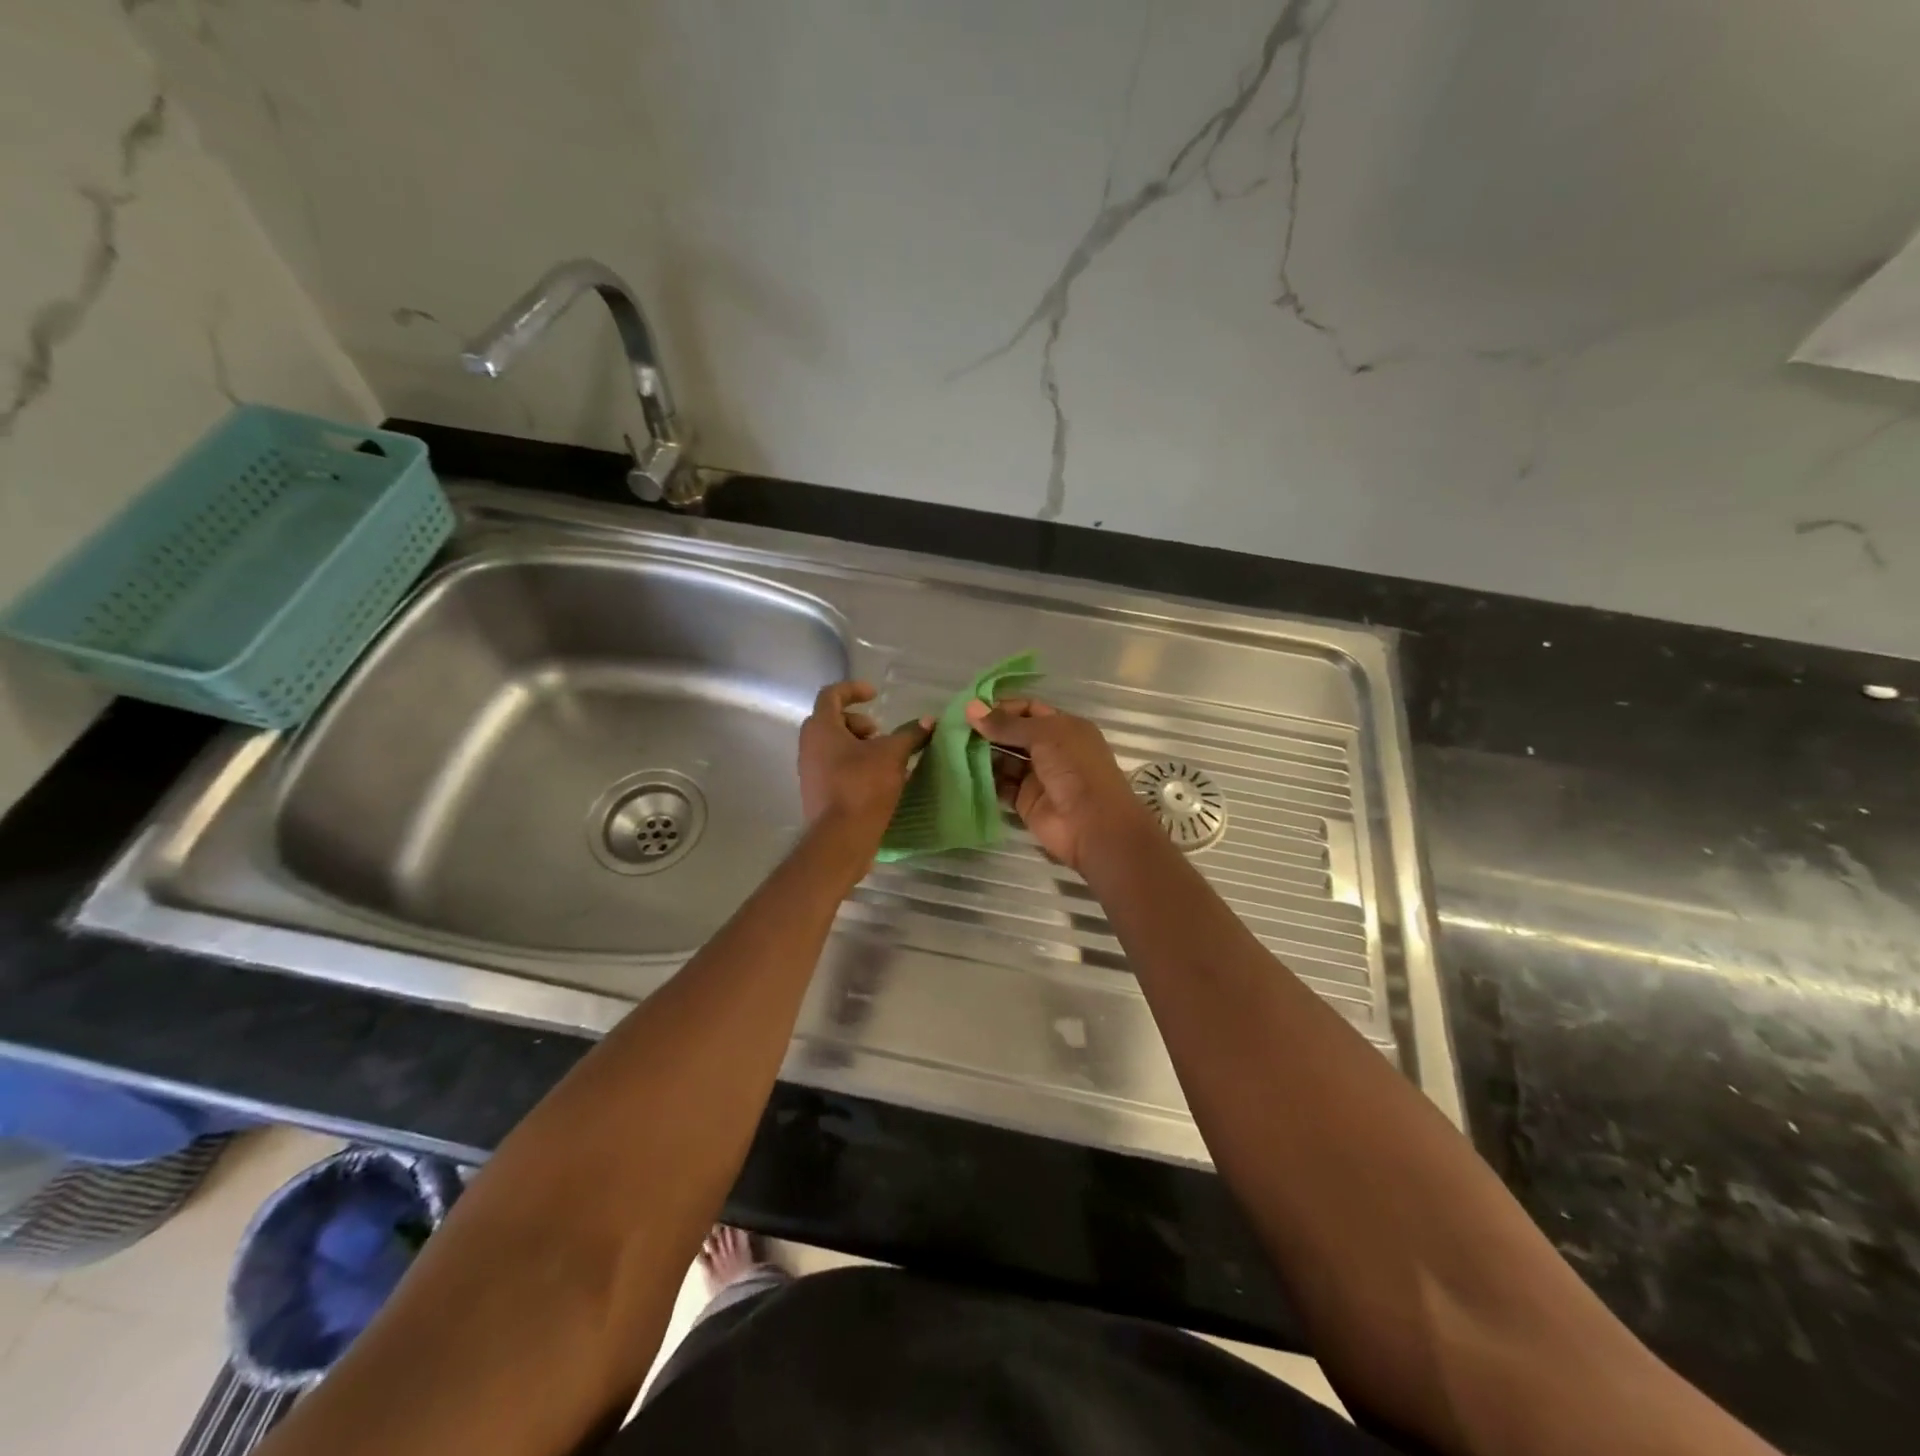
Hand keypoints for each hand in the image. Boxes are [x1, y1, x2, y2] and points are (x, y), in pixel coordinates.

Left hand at [798, 681, 931, 846]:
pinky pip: (836, 768)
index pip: (831, 695)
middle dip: (860, 723)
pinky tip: (879, 781)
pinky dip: (856, 766)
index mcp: (821, 728)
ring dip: (860, 746)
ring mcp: (810, 771)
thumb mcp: (892, 755)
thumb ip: (910, 734)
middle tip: (881, 735)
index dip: (854, 689)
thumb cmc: (862, 786)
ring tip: (885, 760)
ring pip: (835, 747)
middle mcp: (809, 746)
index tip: (876, 695)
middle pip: (833, 721)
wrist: (840, 839)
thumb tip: (929, 721)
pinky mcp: (818, 793)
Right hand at [965, 697, 1145, 873]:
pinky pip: (1001, 786)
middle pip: (1014, 735)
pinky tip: (960, 771)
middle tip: (954, 728)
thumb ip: (1007, 724)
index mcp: (1064, 727)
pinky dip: (983, 779)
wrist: (1093, 824)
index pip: (1029, 709)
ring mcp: (1037, 777)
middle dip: (988, 730)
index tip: (972, 709)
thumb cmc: (1075, 769)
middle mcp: (1051, 749)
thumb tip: (971, 708)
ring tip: (951, 747)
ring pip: (1004, 760)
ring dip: (982, 754)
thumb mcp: (1044, 736)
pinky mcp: (1025, 802)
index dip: (1002, 707)